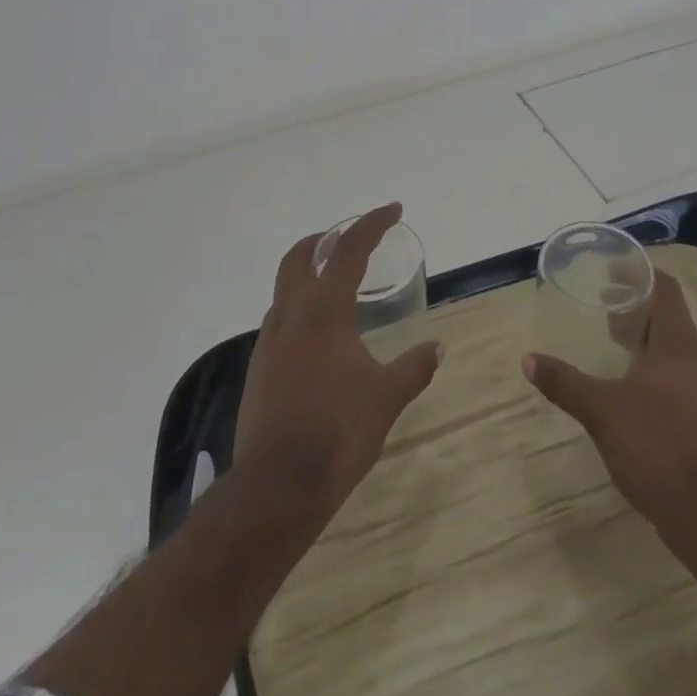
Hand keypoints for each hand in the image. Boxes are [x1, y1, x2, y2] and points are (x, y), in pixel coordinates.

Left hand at [233, 203, 443, 521]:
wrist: (277, 485)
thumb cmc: (338, 432)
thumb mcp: (386, 397)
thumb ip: (413, 367)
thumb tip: (438, 347)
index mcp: (324, 311)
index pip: (349, 249)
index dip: (372, 223)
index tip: (392, 210)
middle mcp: (291, 315)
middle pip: (299, 256)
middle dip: (324, 238)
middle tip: (349, 238)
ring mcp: (268, 341)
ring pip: (284, 287)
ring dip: (307, 273)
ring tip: (336, 286)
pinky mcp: (258, 368)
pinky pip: (279, 320)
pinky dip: (299, 308)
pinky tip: (318, 336)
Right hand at [524, 270, 696, 549]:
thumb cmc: (655, 445)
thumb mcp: (601, 409)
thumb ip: (564, 382)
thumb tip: (528, 360)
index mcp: (678, 344)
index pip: (665, 288)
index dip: (640, 272)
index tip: (610, 269)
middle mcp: (696, 359)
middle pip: (668, 314)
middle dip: (635, 303)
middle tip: (600, 301)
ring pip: (672, 345)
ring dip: (643, 334)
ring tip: (608, 337)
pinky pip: (675, 372)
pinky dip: (650, 363)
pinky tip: (626, 382)